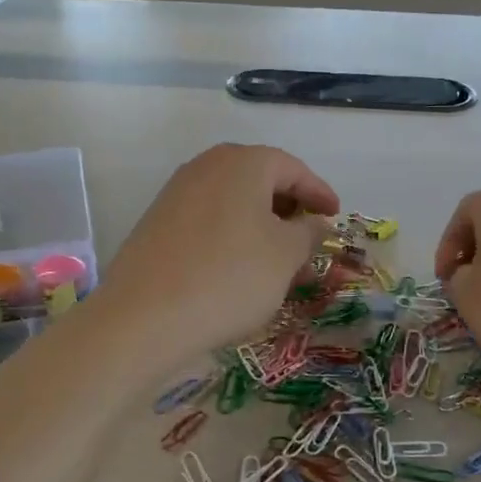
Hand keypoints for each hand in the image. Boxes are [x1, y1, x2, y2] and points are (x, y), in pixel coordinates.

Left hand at [96, 144, 339, 355]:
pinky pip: (208, 218)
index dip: (319, 192)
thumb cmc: (230, 277)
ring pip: (232, 200)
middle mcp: (207, 167)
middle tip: (308, 236)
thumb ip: (308, 232)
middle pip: (259, 178)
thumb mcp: (285, 256)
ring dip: (260, 223)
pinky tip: (239, 266)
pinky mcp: (157, 222)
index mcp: (243, 163)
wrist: (144, 318)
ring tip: (278, 258)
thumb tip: (315, 223)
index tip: (335, 216)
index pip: (292, 168)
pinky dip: (232, 234)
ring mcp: (176, 193)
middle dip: (288, 206)